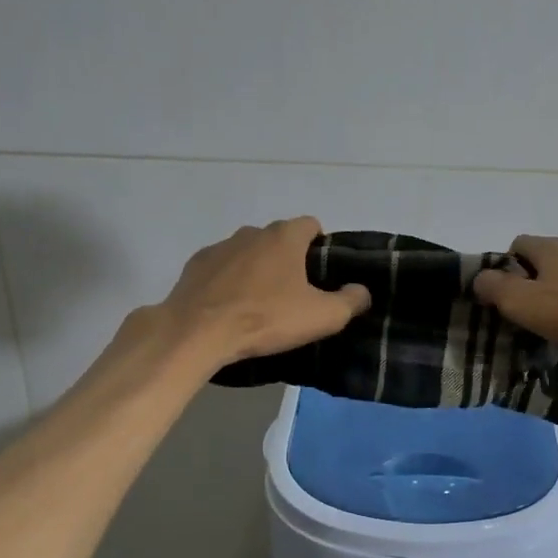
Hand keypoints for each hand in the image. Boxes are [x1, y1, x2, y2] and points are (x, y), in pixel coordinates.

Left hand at [153, 217, 370, 367]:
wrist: (198, 332)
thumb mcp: (322, 316)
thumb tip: (362, 290)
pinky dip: (228, 281)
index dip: (320, 245)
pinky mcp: (195, 265)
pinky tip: (229, 307)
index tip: (321, 274)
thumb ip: (350, 301)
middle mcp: (252, 232)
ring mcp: (220, 247)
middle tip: (293, 293)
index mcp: (284, 236)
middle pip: (278, 238)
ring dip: (257, 269)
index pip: (311, 224)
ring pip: (248, 252)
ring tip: (259, 303)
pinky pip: (221, 268)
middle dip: (288, 259)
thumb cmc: (266, 318)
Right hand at [471, 236, 557, 366]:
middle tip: (526, 314)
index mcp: (550, 246)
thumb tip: (480, 279)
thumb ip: (494, 288)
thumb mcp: (521, 302)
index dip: (505, 268)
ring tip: (555, 325)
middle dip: (531, 283)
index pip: (517, 244)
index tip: (504, 296)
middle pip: (543, 260)